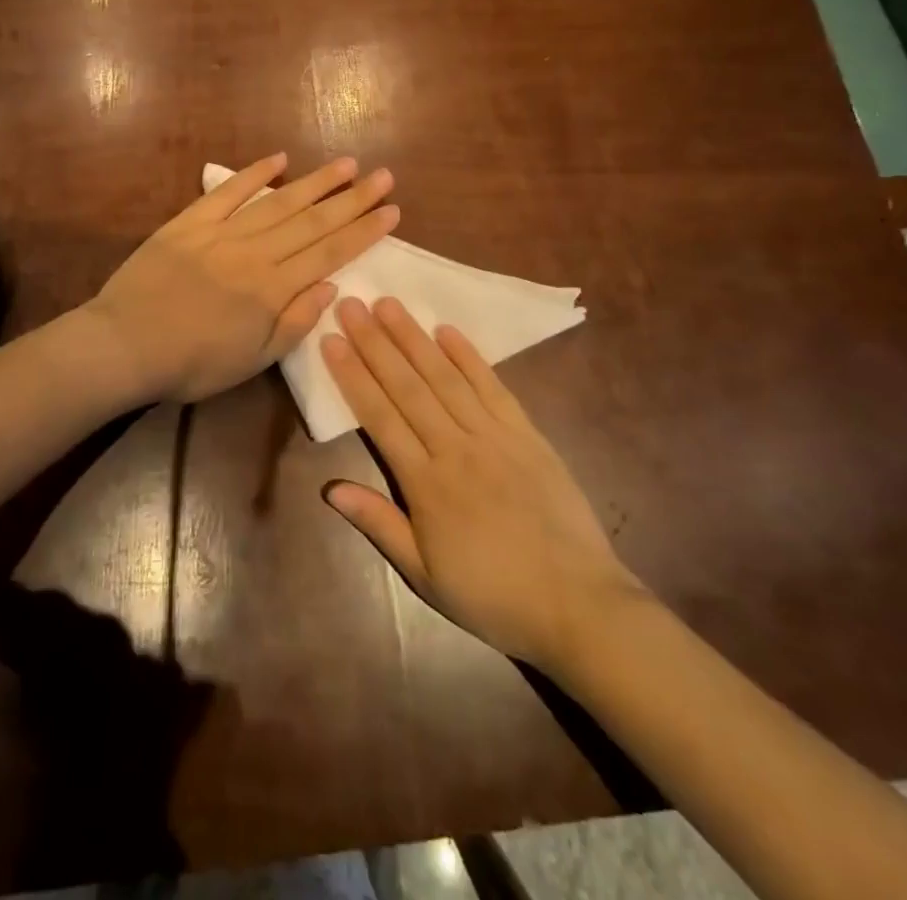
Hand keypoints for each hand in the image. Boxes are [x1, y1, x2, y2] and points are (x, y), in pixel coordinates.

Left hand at [89, 154, 398, 403]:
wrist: (125, 345)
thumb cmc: (191, 363)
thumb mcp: (252, 361)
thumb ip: (294, 323)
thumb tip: (331, 287)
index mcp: (272, 289)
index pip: (329, 252)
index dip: (364, 231)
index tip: (392, 210)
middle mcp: (254, 253)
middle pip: (312, 221)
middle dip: (352, 199)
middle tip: (383, 176)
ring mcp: (221, 233)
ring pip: (278, 202)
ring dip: (315, 182)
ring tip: (346, 165)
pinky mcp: (189, 222)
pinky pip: (226, 192)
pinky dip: (253, 174)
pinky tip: (279, 159)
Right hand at [321, 297, 647, 672]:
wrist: (577, 604)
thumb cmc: (492, 596)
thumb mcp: (424, 575)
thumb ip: (379, 524)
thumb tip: (330, 488)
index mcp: (426, 483)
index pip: (379, 416)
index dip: (352, 375)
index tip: (332, 339)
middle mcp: (456, 447)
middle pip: (407, 386)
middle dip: (375, 342)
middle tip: (352, 303)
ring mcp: (494, 436)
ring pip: (446, 377)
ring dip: (414, 338)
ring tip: (390, 304)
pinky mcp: (527, 434)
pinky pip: (493, 387)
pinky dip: (469, 357)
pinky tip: (447, 331)